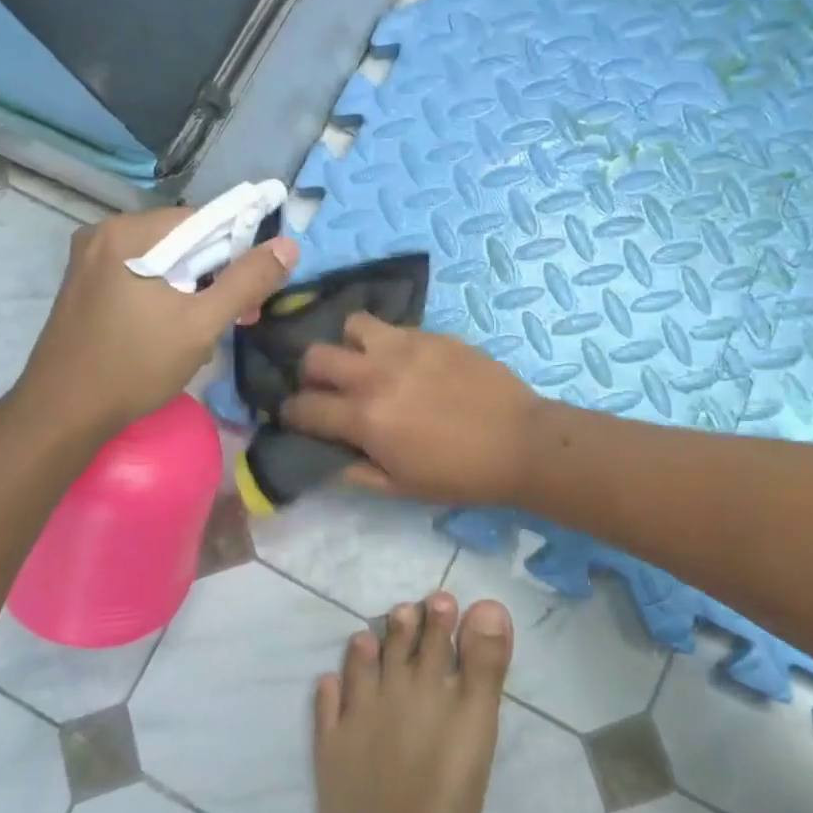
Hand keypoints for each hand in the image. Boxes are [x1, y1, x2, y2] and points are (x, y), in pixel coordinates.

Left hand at [4, 207, 296, 445]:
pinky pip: (140, 276)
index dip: (237, 250)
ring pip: (163, 261)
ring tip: (208, 329)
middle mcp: (103, 234)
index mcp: (128, 233)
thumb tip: (288, 246)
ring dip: (193, 288)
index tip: (253, 290)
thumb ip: (247, 281)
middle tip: (238, 316)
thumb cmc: (134, 366)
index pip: (203, 220)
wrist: (60, 415)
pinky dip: (166, 295)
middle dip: (215, 275)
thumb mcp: (201, 325)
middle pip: (182, 240)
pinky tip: (174, 329)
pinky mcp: (84, 286)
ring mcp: (89, 260)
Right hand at [282, 314, 539, 506]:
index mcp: (365, 418)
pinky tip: (405, 361)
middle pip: (316, 355)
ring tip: (367, 362)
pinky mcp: (433, 334)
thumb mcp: (401, 487)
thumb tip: (329, 456)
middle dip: (312, 373)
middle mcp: (376, 374)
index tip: (297, 416)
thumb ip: (356, 471)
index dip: (292, 413)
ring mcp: (406, 347)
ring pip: (353, 325)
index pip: (304, 406)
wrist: (520, 441)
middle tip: (328, 387)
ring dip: (350, 345)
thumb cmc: (460, 474)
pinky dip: (388, 343)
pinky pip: (394, 327)